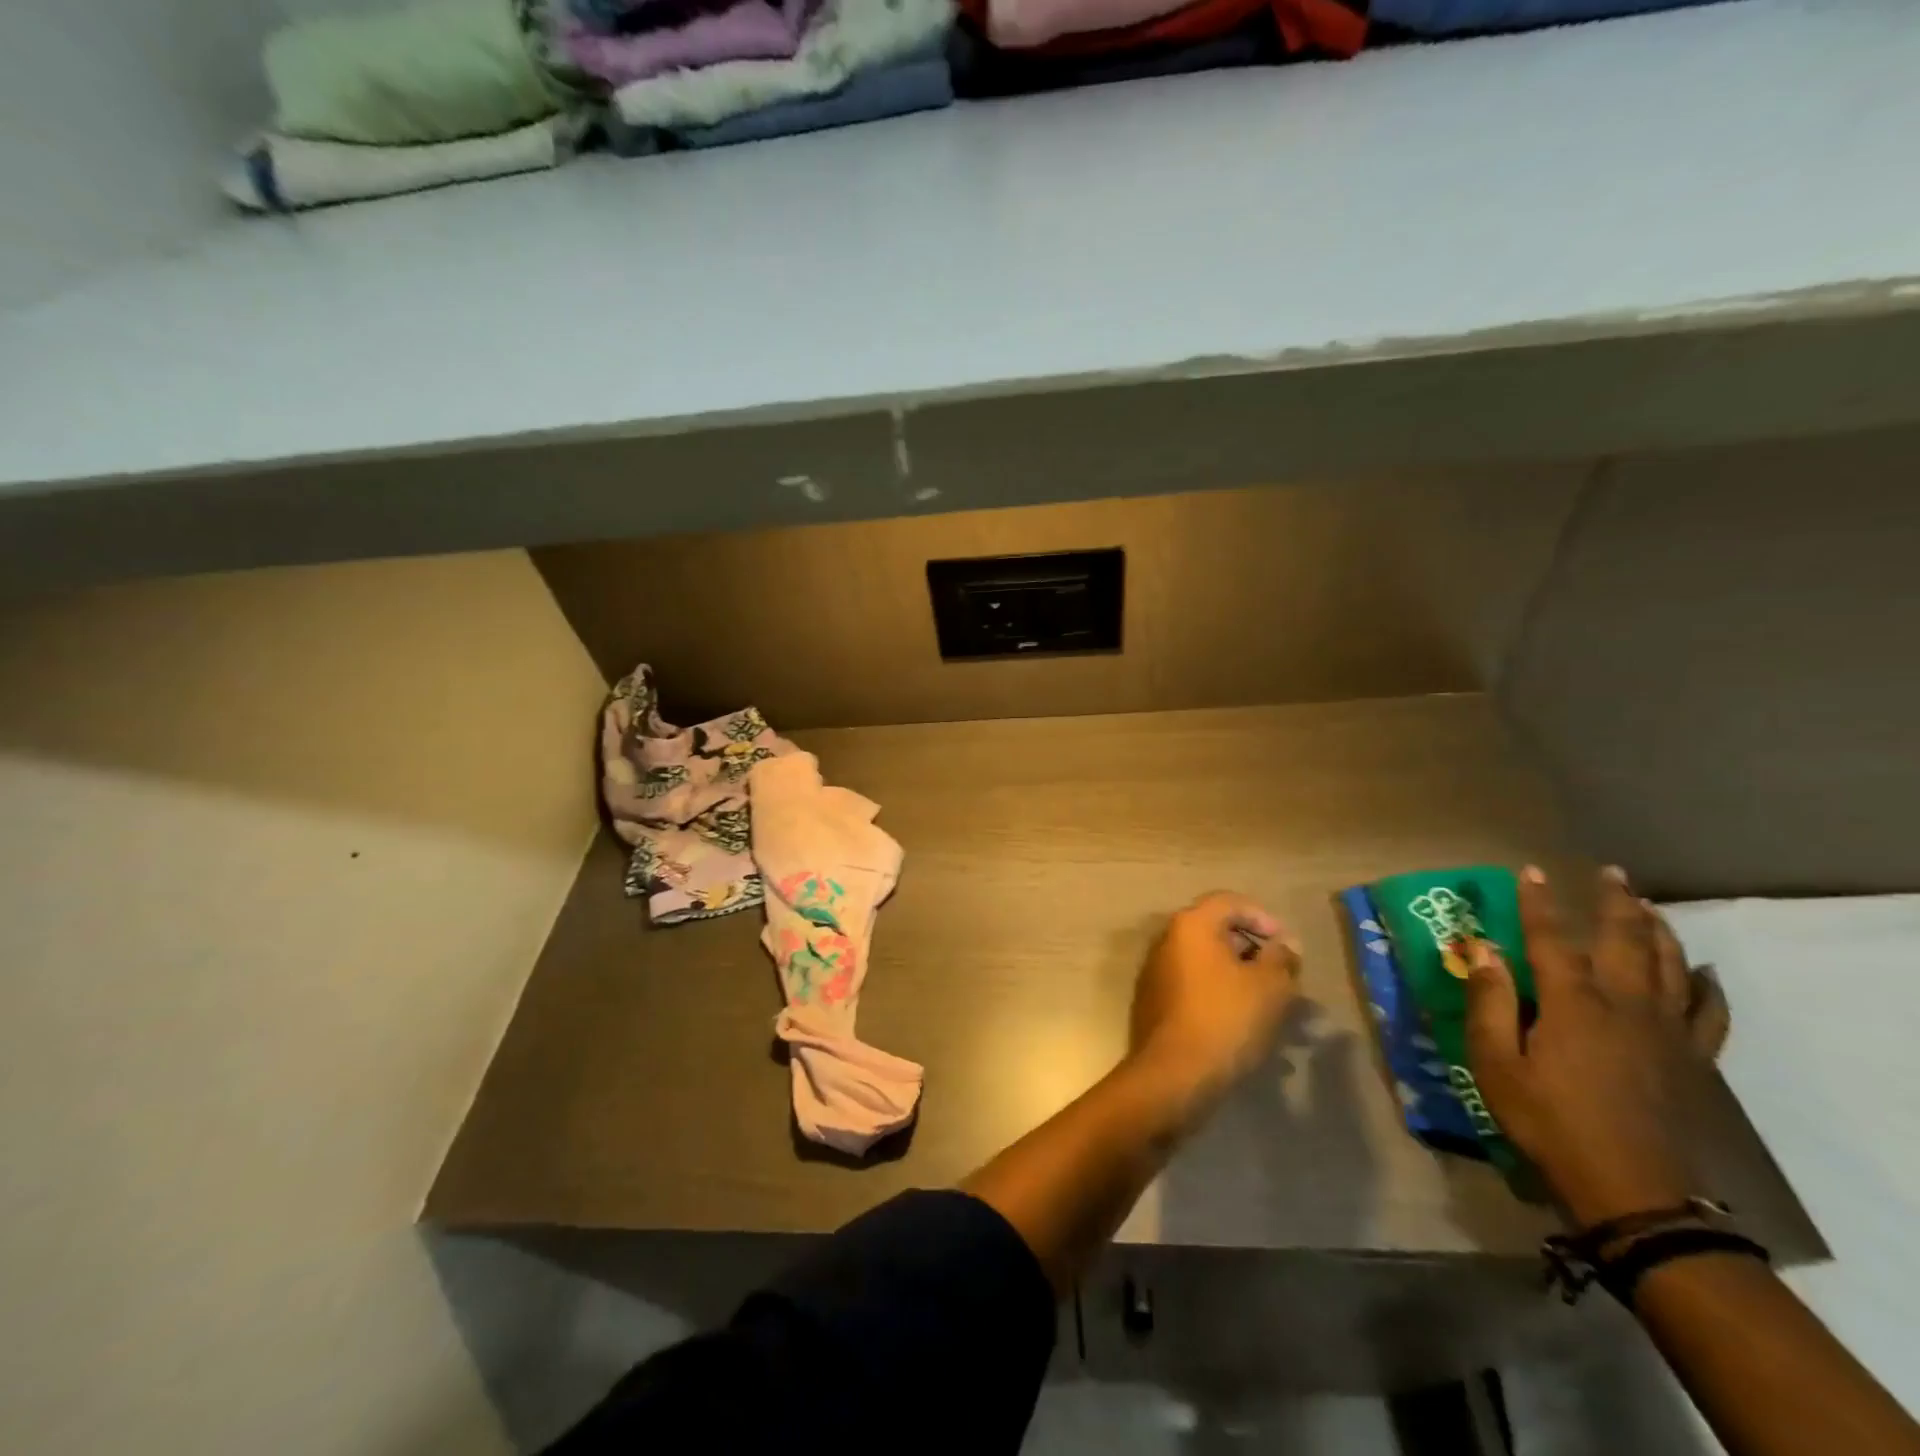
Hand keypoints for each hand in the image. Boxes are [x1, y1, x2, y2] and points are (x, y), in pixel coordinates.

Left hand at [1128, 891, 1301, 1102]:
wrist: (1174, 1073)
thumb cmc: (1226, 1019)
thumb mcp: (1269, 986)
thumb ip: (1281, 958)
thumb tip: (1284, 944)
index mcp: (1190, 925)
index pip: (1229, 902)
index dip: (1262, 917)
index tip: (1286, 946)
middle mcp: (1167, 939)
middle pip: (1215, 930)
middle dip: (1252, 949)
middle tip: (1281, 975)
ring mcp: (1156, 970)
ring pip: (1206, 961)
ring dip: (1238, 975)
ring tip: (1269, 1004)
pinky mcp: (1154, 1000)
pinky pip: (1193, 985)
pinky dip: (1219, 993)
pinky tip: (1242, 1022)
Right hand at [1464, 866, 1731, 1228]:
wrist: (1632, 1190)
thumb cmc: (1548, 1121)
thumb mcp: (1496, 1064)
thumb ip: (1489, 1003)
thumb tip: (1482, 950)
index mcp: (1572, 1004)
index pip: (1551, 939)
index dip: (1539, 903)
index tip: (1531, 872)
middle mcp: (1625, 1005)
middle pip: (1625, 940)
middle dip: (1615, 902)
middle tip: (1610, 873)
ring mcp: (1666, 1032)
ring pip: (1671, 965)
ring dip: (1658, 929)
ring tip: (1647, 905)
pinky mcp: (1691, 1059)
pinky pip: (1709, 1012)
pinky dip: (1707, 985)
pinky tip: (1702, 971)